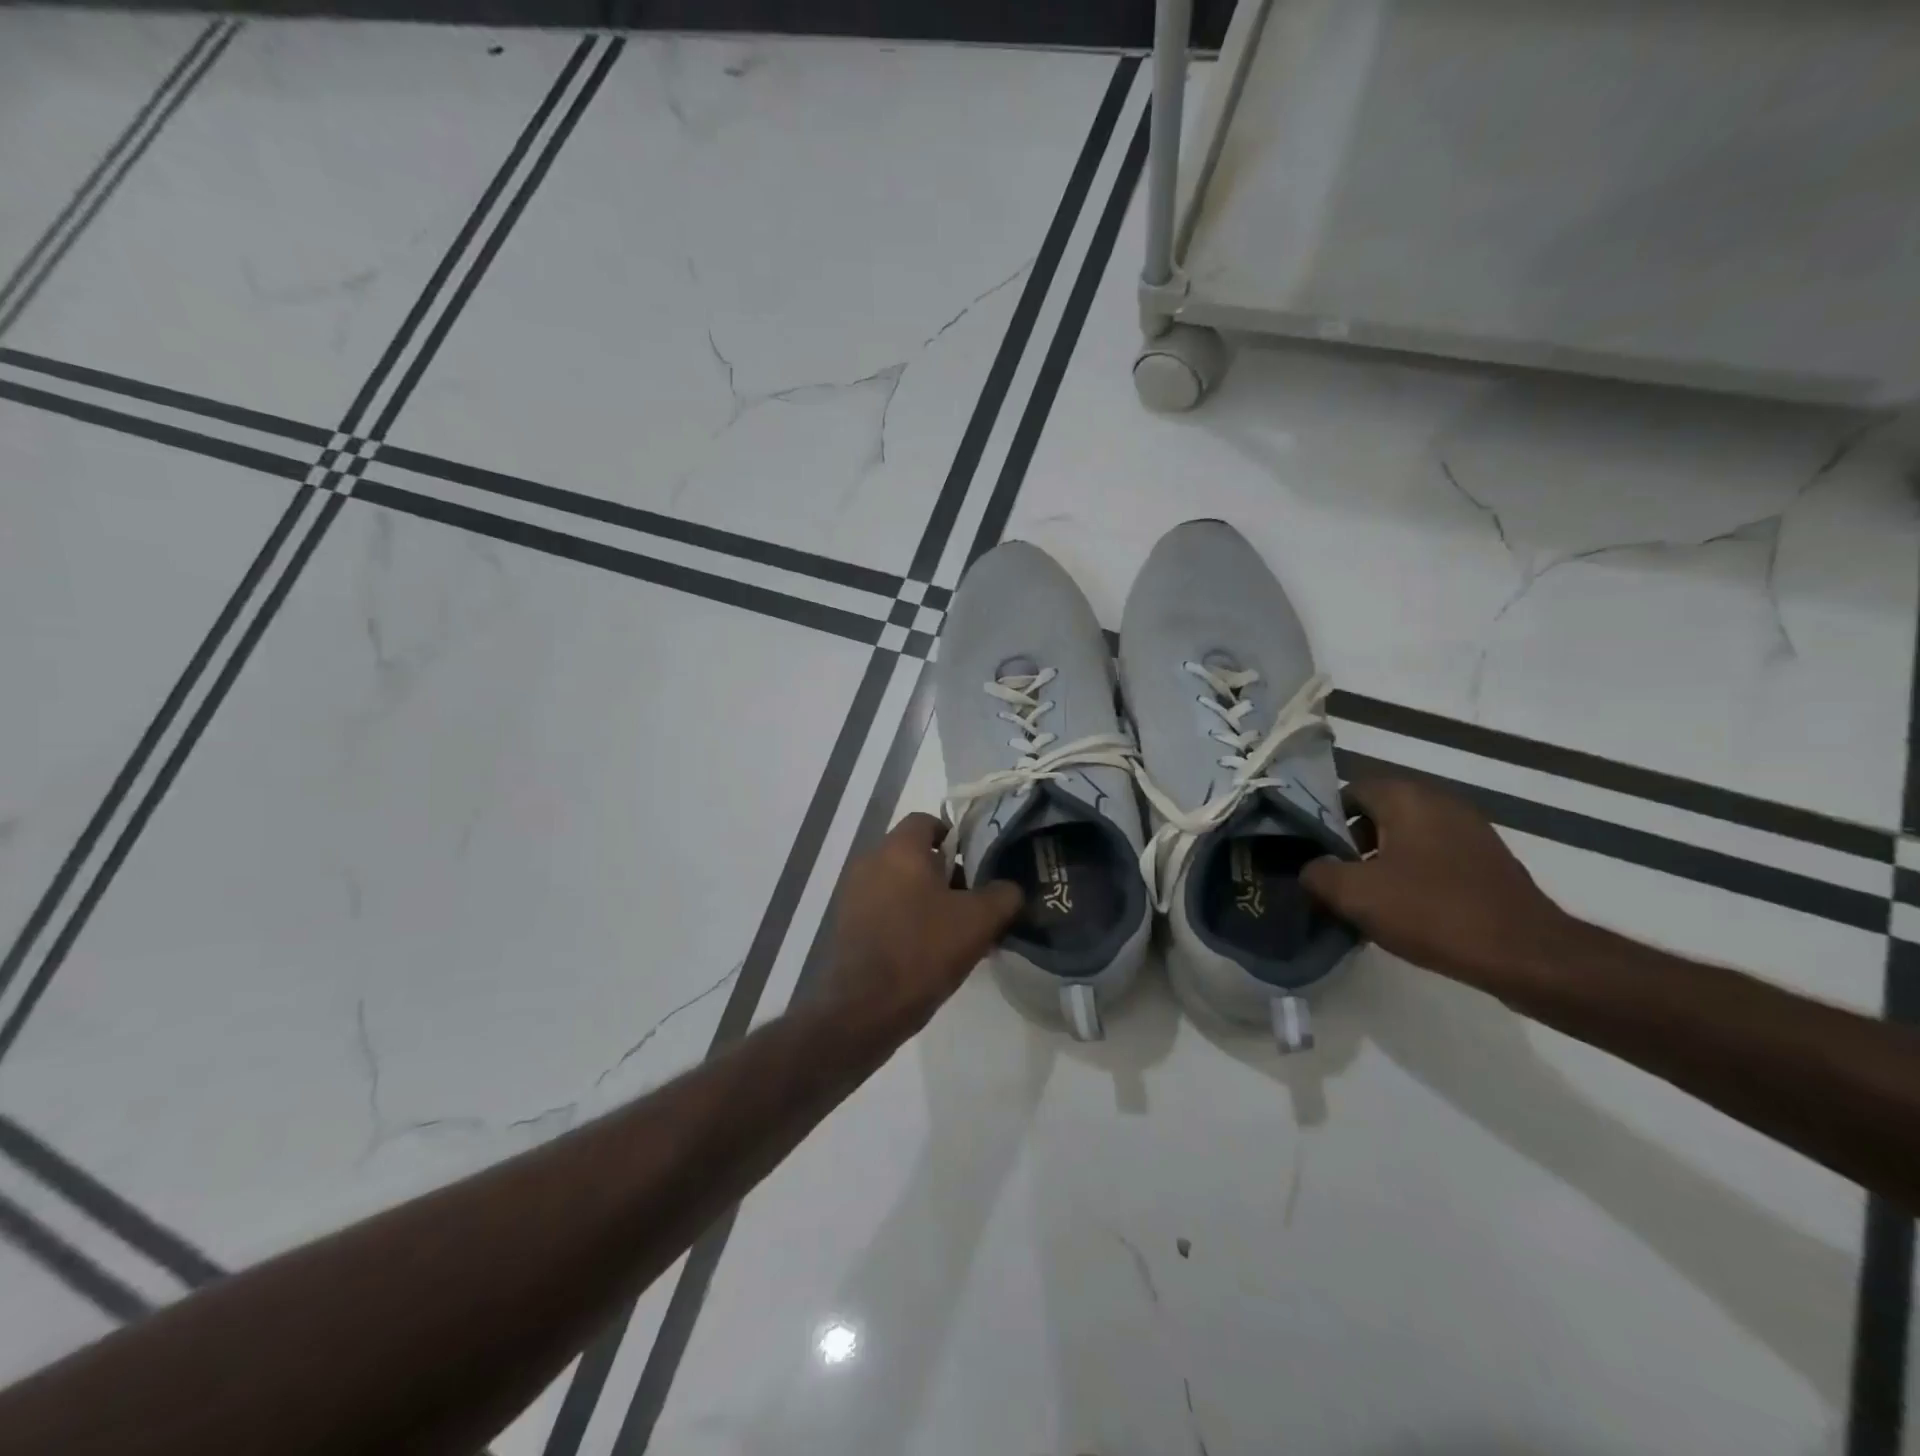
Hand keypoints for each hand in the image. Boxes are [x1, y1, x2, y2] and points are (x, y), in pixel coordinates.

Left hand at [819, 813, 1023, 1028]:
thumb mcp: (979, 921)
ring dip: (926, 898)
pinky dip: (905, 918)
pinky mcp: (846, 924)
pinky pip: (884, 908)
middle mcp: (870, 861)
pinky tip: (927, 949)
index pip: (927, 821)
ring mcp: (854, 894)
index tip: (976, 863)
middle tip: (972, 900)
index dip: (955, 836)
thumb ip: (1003, 895)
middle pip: (914, 854)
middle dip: (945, 872)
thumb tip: (1009, 888)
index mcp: (899, 849)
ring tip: (954, 929)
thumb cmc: (923, 949)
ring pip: (899, 883)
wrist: (865, 1006)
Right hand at [1301, 776, 1577, 987]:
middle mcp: (1440, 802)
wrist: (1527, 955)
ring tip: (1368, 900)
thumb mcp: (1355, 894)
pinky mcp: (1488, 860)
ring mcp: (1470, 830)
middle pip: (1377, 814)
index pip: (1349, 792)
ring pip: (1406, 837)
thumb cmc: (1432, 911)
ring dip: (1382, 862)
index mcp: (1407, 797)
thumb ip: (1317, 874)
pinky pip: (1434, 856)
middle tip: (1336, 880)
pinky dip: (1414, 875)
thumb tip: (1311, 869)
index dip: (1324, 821)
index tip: (1314, 855)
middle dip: (1352, 844)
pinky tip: (1407, 910)